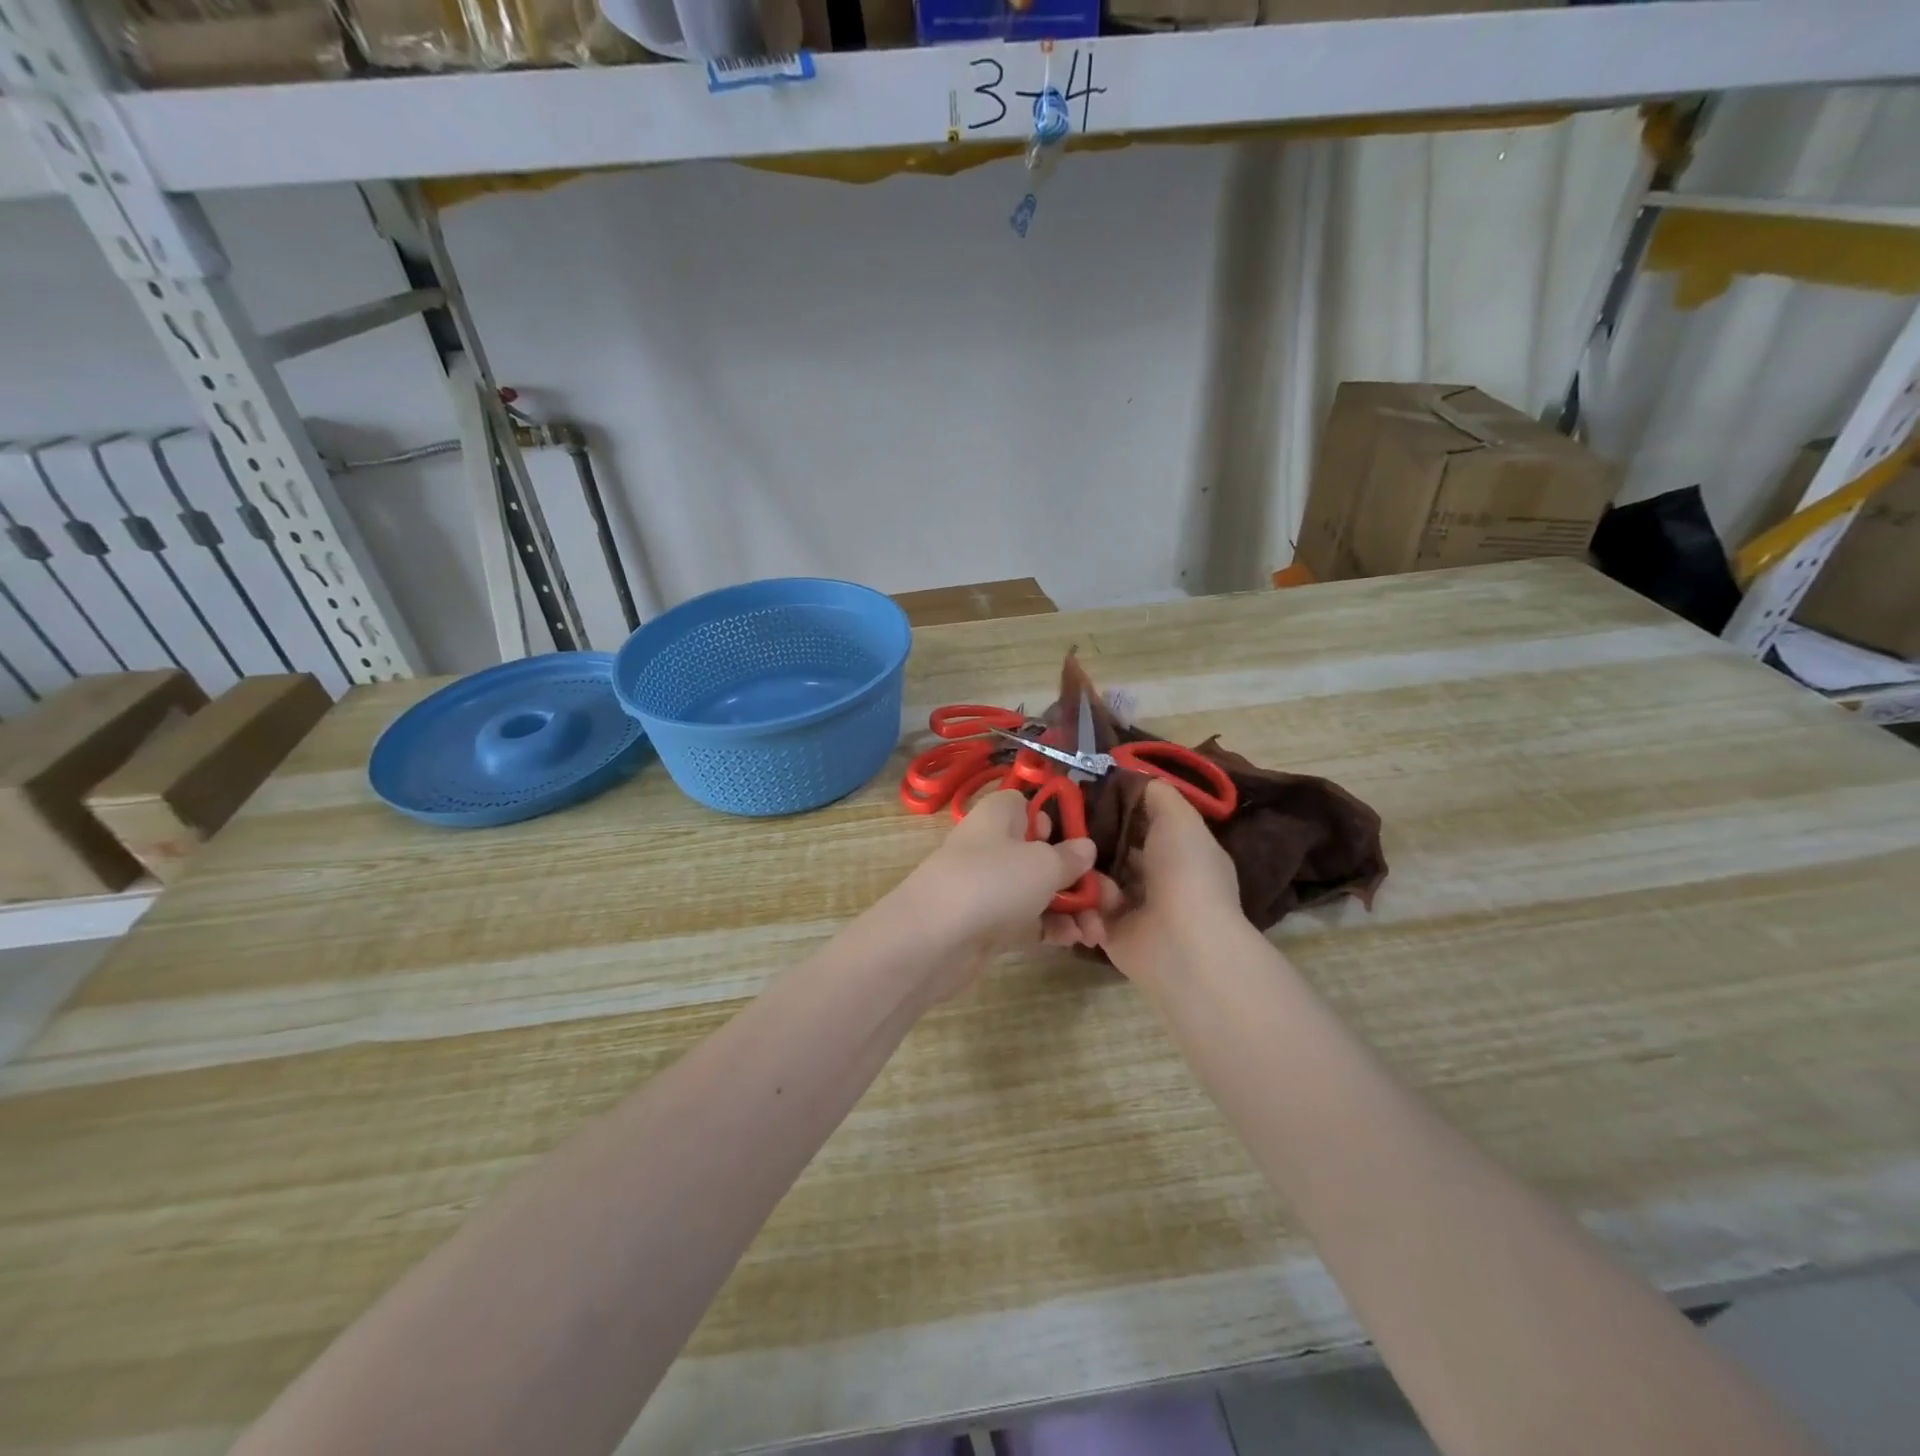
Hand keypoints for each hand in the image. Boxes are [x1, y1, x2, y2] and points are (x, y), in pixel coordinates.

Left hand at [878, 790, 1096, 1003]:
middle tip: (1108, 901)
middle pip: (1042, 854)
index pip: (1029, 806)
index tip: (1084, 842)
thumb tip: (1085, 848)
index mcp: (1000, 815)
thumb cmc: (992, 882)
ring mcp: (989, 887)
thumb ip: (1070, 857)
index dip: (1059, 821)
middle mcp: (993, 846)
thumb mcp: (1043, 864)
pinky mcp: (988, 924)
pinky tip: (1075, 941)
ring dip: (1072, 908)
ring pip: (1039, 891)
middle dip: (1079, 877)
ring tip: (1097, 932)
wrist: (932, 940)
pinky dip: (1052, 928)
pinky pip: (1028, 920)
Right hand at [1045, 779, 1244, 979]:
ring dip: (1080, 868)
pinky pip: (1085, 906)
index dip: (1115, 805)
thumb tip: (1137, 777)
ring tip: (1061, 856)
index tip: (1082, 790)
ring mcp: (1133, 905)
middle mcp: (1156, 876)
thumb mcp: (1180, 819)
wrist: (1181, 942)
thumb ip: (1159, 795)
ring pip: (1095, 875)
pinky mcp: (1109, 930)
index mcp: (1178, 850)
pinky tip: (1077, 891)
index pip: (1141, 821)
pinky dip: (1080, 900)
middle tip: (1056, 821)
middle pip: (1113, 847)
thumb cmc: (1185, 873)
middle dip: (1088, 836)